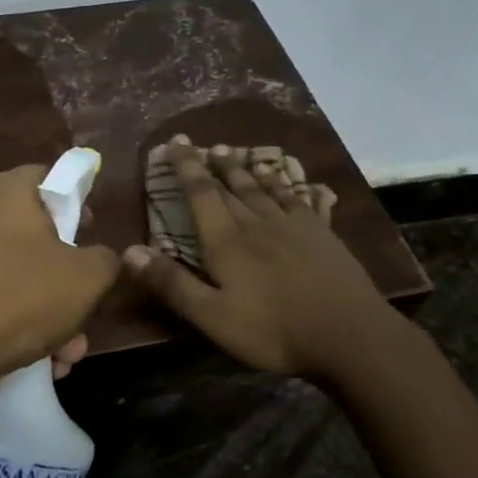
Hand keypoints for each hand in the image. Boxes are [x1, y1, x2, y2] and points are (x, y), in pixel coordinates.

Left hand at [0, 164, 120, 394]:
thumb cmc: (20, 297)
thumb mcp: (86, 278)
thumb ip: (106, 260)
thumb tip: (102, 258)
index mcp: (7, 192)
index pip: (48, 176)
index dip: (76, 202)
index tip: (90, 233)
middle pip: (34, 236)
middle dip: (65, 281)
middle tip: (84, 312)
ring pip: (14, 277)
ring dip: (46, 314)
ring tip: (64, 356)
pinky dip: (12, 325)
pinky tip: (33, 363)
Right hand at [123, 140, 413, 380]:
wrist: (349, 334)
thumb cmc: (273, 331)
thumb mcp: (212, 317)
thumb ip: (172, 284)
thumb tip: (128, 251)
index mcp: (226, 241)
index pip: (200, 194)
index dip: (185, 167)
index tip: (175, 142)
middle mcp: (256, 223)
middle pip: (229, 185)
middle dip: (211, 164)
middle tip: (200, 144)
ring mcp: (292, 225)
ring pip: (261, 187)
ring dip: (242, 168)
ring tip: (231, 151)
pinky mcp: (320, 233)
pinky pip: (295, 197)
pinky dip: (281, 183)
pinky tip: (281, 178)